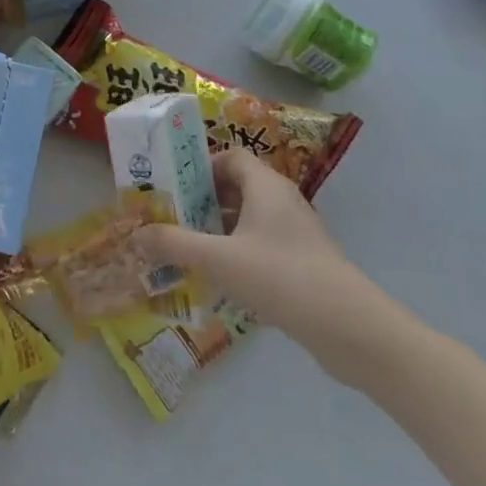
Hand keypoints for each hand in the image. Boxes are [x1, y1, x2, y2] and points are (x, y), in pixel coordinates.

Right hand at [133, 150, 397, 381]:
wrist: (350, 329)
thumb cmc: (281, 277)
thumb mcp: (218, 259)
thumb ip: (174, 244)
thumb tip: (135, 235)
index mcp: (266, 186)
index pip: (230, 157)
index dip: (199, 167)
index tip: (172, 187)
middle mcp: (282, 201)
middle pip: (235, 187)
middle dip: (201, 201)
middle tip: (170, 218)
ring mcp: (295, 233)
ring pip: (247, 219)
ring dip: (216, 230)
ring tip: (185, 249)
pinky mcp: (302, 263)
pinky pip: (260, 245)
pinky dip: (236, 253)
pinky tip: (217, 278)